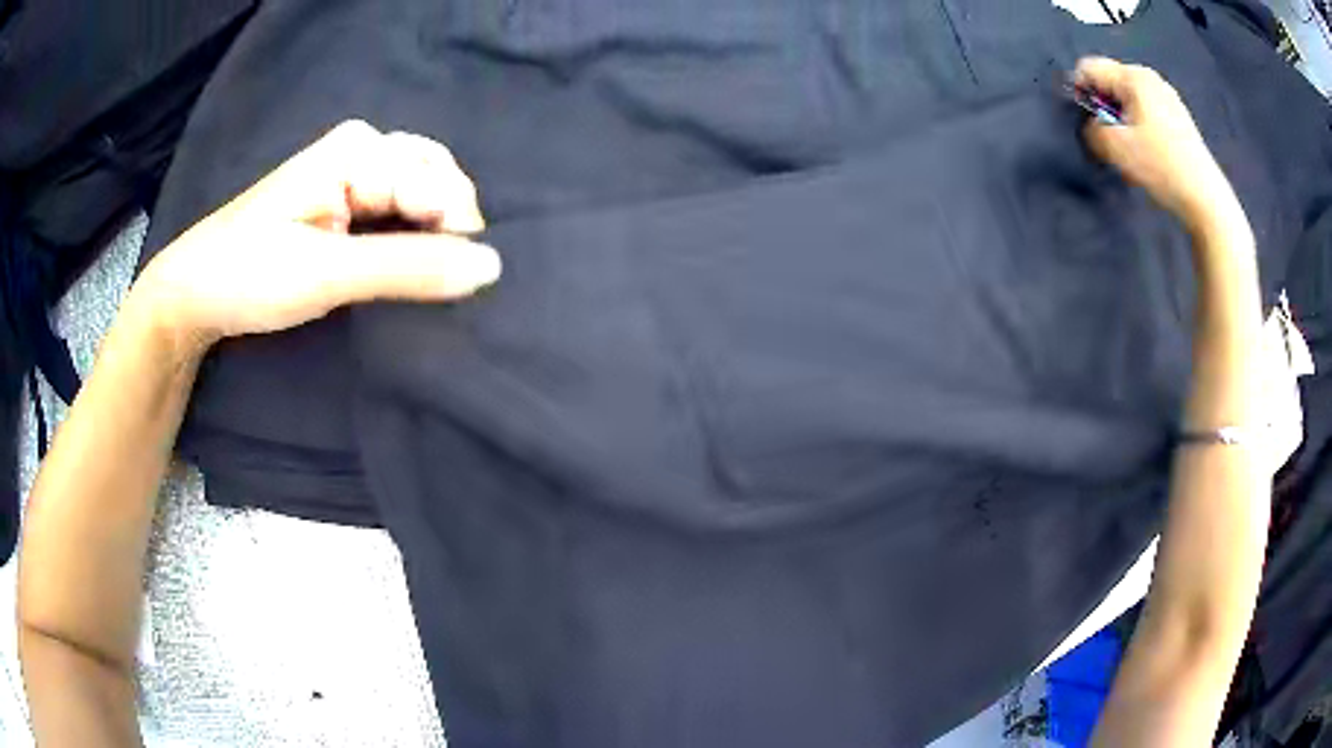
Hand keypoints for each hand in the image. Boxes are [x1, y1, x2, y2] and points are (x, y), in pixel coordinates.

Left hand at [135, 120, 501, 355]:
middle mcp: (363, 148)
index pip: (437, 183)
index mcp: (359, 150)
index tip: (460, 285)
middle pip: (437, 177)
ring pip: (422, 192)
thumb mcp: (327, 275)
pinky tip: (408, 263)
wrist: (195, 292)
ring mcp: (353, 171)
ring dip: (432, 232)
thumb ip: (408, 268)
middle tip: (440, 281)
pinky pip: (399, 207)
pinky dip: (413, 235)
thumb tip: (492, 267)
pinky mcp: (344, 197)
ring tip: (424, 276)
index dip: (456, 233)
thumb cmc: (250, 276)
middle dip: (448, 226)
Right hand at [1074, 57, 1243, 236]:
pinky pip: (1147, 111)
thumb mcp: (1117, 148)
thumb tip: (1091, 126)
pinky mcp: (1179, 117)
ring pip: (1129, 99)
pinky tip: (1150, 152)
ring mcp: (1168, 97)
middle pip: (1111, 82)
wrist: (1205, 198)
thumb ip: (1092, 130)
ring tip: (1133, 150)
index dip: (1080, 92)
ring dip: (1122, 120)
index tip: (1088, 124)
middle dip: (1104, 108)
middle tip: (1112, 142)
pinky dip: (1140, 127)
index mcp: (1133, 76)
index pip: (1089, 68)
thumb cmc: (1161, 166)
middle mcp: (1150, 78)